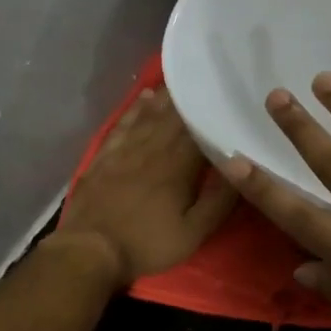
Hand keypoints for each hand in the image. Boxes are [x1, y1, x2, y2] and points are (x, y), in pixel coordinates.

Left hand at [58, 88, 237, 283]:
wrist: (90, 250)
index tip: (226, 96)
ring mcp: (125, 150)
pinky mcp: (105, 157)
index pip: (198, 129)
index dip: (212, 112)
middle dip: (190, 98)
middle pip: (174, 117)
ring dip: (165, 97)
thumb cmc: (147, 243)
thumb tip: (240, 169)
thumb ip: (219, 201)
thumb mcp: (194, 232)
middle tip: (205, 80)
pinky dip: (135, 109)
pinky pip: (123, 124)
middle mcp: (152, 149)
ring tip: (180, 81)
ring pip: (149, 115)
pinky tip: (144, 98)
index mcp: (178, 166)